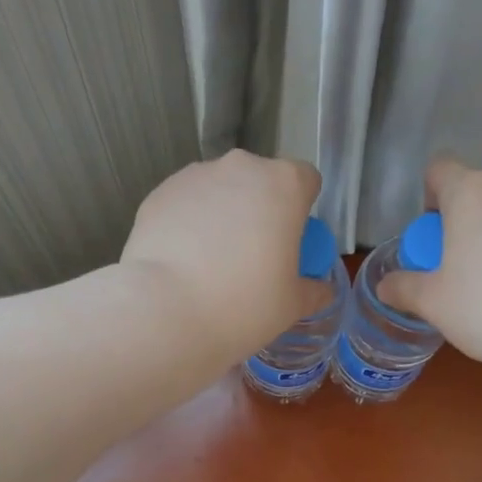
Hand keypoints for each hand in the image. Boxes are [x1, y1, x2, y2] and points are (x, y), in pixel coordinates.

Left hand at [121, 149, 324, 362]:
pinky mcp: (159, 193)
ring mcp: (195, 176)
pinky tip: (182, 261)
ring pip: (219, 190)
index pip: (305, 180)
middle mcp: (241, 168)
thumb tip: (322, 291)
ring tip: (210, 262)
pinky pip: (185, 204)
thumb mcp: (291, 306)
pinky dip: (188, 224)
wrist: (166, 313)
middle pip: (259, 181)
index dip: (301, 209)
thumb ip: (312, 291)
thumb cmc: (244, 306)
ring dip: (221, 214)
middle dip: (259, 209)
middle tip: (252, 255)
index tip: (290, 241)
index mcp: (284, 185)